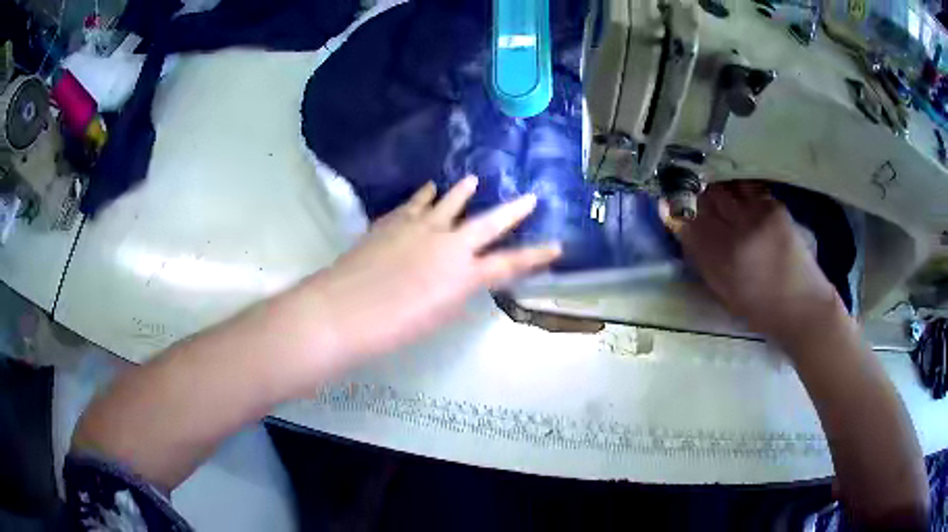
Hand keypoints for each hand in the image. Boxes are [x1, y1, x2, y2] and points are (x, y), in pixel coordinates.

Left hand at [311, 175, 560, 362]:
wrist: (344, 310)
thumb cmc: (393, 327)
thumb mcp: (437, 316)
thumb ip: (454, 292)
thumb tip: (461, 278)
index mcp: (463, 275)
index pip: (509, 264)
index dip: (535, 257)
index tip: (556, 247)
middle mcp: (448, 244)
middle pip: (488, 223)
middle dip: (512, 212)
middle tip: (529, 197)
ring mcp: (419, 228)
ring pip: (448, 203)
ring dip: (462, 192)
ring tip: (472, 180)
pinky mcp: (393, 222)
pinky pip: (414, 204)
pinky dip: (424, 196)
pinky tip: (428, 189)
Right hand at [674, 182, 841, 344]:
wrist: (803, 306)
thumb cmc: (760, 308)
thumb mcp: (724, 292)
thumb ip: (702, 260)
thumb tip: (683, 229)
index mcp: (721, 261)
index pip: (688, 224)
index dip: (674, 209)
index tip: (665, 201)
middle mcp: (737, 233)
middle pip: (706, 199)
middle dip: (693, 192)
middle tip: (689, 190)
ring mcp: (758, 217)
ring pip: (726, 189)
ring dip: (715, 187)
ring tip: (710, 187)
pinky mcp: (774, 208)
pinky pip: (747, 189)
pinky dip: (737, 188)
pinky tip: (735, 191)